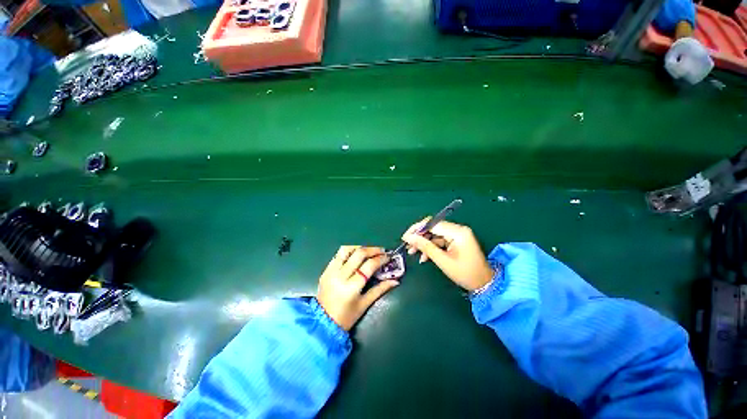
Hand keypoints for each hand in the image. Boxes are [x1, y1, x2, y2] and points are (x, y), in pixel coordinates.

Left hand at [316, 246, 399, 330]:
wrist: (322, 323)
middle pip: (359, 254)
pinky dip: (349, 252)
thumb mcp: (365, 304)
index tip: (388, 257)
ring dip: (359, 247)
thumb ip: (380, 289)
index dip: (380, 259)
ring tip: (368, 251)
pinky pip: (338, 255)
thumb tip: (396, 281)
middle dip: (372, 250)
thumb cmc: (346, 317)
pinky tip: (355, 256)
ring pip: (346, 250)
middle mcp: (340, 276)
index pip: (369, 265)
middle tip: (381, 250)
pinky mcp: (325, 270)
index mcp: (351, 287)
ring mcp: (331, 272)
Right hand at [402, 219, 493, 291]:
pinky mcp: (456, 241)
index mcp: (458, 232)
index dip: (417, 229)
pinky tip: (423, 257)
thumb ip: (425, 246)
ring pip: (434, 235)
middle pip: (433, 228)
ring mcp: (457, 235)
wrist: (484, 284)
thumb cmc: (465, 273)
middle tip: (407, 245)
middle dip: (419, 236)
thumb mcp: (443, 260)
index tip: (405, 237)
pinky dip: (431, 247)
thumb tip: (408, 237)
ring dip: (423, 243)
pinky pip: (439, 241)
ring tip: (412, 252)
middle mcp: (457, 229)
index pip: (432, 223)